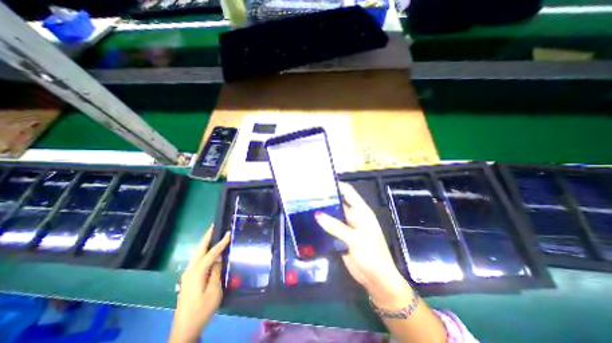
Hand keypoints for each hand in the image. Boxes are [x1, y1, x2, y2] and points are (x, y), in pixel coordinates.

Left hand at [169, 226, 229, 341]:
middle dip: (207, 236)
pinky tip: (209, 250)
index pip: (212, 253)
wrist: (185, 329)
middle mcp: (190, 270)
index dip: (221, 242)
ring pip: (197, 253)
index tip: (229, 232)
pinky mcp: (189, 278)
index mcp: (197, 272)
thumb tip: (218, 258)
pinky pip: (197, 259)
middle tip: (214, 225)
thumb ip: (216, 272)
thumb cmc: (202, 310)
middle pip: (199, 249)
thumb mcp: (214, 291)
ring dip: (205, 242)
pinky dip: (203, 251)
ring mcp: (188, 274)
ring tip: (213, 233)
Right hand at [315, 184, 409, 309]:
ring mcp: (346, 227)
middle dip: (325, 199)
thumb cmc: (372, 256)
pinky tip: (310, 222)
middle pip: (338, 203)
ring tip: (306, 206)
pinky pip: (330, 227)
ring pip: (333, 215)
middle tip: (309, 195)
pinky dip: (322, 224)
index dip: (337, 185)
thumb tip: (317, 214)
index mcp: (361, 211)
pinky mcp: (341, 237)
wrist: (377, 280)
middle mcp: (353, 216)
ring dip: (322, 211)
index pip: (348, 192)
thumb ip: (336, 226)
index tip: (321, 183)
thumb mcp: (355, 239)